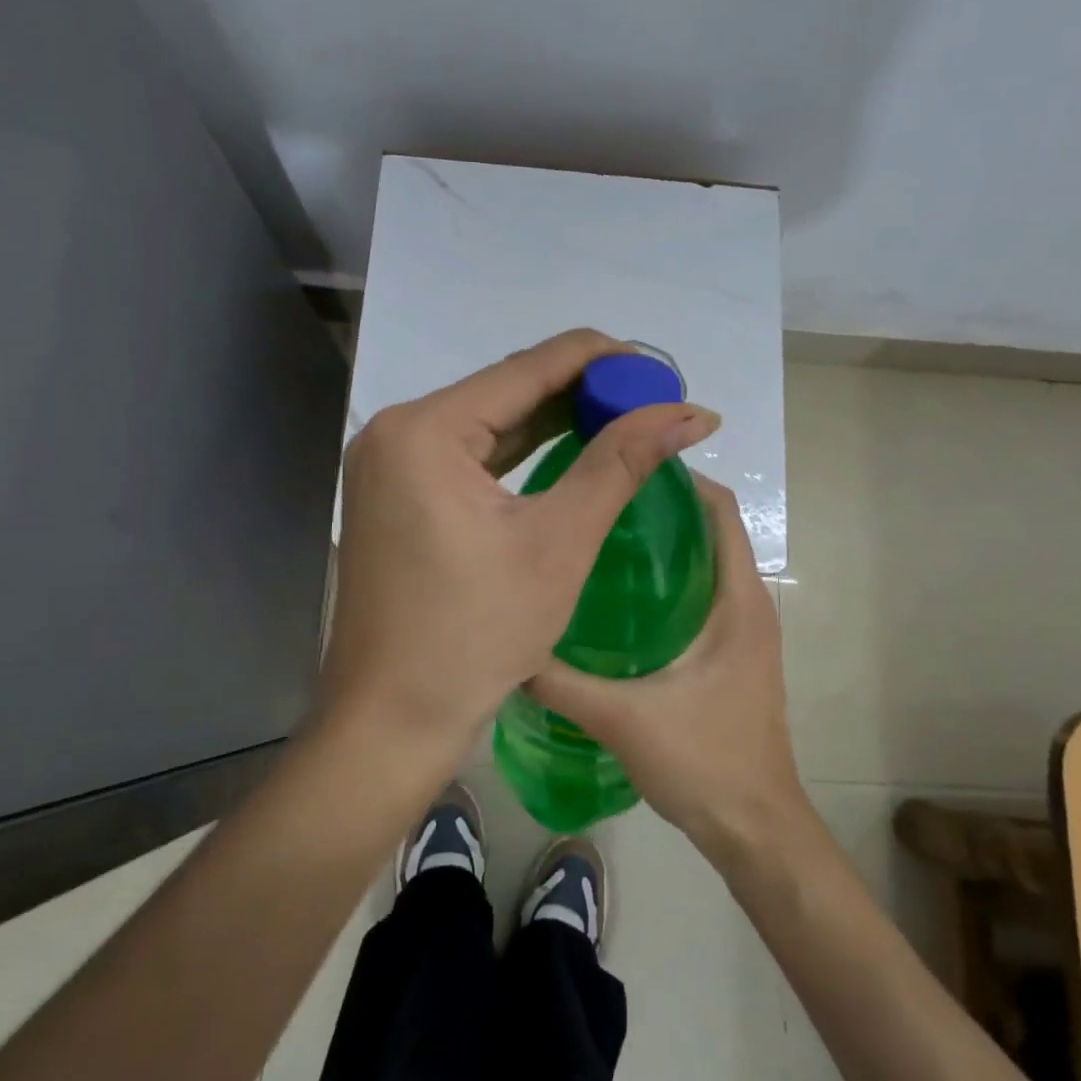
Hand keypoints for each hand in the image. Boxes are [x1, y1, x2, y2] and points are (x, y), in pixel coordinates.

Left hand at [320, 329, 721, 775]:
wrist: (392, 720)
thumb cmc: (476, 634)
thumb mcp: (558, 542)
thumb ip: (621, 464)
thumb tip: (689, 414)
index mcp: (425, 430)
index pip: (527, 368)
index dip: (600, 360)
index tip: (657, 369)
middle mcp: (398, 432)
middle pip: (505, 390)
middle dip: (581, 392)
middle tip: (649, 401)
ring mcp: (391, 465)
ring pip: (489, 423)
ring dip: (554, 420)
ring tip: (623, 418)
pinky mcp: (398, 496)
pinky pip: (470, 456)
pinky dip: (520, 452)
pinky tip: (568, 448)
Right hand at [526, 475, 811, 862]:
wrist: (755, 830)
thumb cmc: (705, 762)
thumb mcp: (624, 717)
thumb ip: (561, 681)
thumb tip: (507, 646)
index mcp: (738, 600)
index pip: (721, 511)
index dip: (682, 479)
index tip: (627, 464)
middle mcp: (748, 605)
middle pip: (710, 531)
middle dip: (661, 507)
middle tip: (598, 498)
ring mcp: (744, 632)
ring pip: (705, 565)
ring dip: (663, 545)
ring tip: (600, 537)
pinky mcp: (733, 655)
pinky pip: (702, 596)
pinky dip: (668, 582)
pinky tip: (617, 600)